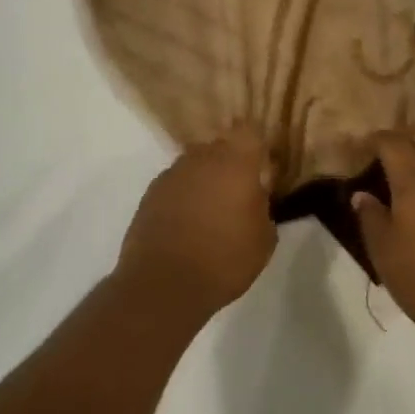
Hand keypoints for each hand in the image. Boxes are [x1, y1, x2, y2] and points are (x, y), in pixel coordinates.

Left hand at [118, 126, 276, 321]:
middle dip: (230, 164)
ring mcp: (172, 173)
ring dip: (205, 180)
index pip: (249, 131)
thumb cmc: (225, 259)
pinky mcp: (150, 192)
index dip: (255, 145)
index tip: (261, 166)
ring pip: (195, 165)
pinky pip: (176, 184)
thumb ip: (262, 206)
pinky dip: (183, 196)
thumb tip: (255, 195)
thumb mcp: (264, 238)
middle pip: (220, 147)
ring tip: (210, 213)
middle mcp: (202, 158)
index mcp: (235, 162)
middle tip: (238, 194)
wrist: (165, 283)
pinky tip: (187, 224)